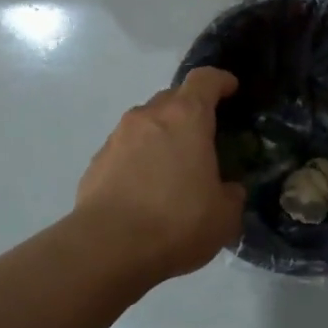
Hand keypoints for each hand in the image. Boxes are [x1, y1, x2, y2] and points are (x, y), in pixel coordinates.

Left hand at [73, 68, 245, 280]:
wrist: (108, 248)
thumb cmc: (176, 222)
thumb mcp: (224, 215)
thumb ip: (231, 194)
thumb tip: (228, 190)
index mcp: (186, 117)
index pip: (204, 79)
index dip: (220, 80)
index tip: (231, 89)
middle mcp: (149, 116)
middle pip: (173, 97)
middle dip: (190, 110)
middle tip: (204, 136)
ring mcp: (117, 137)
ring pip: (146, 123)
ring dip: (162, 136)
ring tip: (173, 167)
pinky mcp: (96, 162)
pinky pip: (125, 149)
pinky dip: (139, 159)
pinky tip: (145, 189)